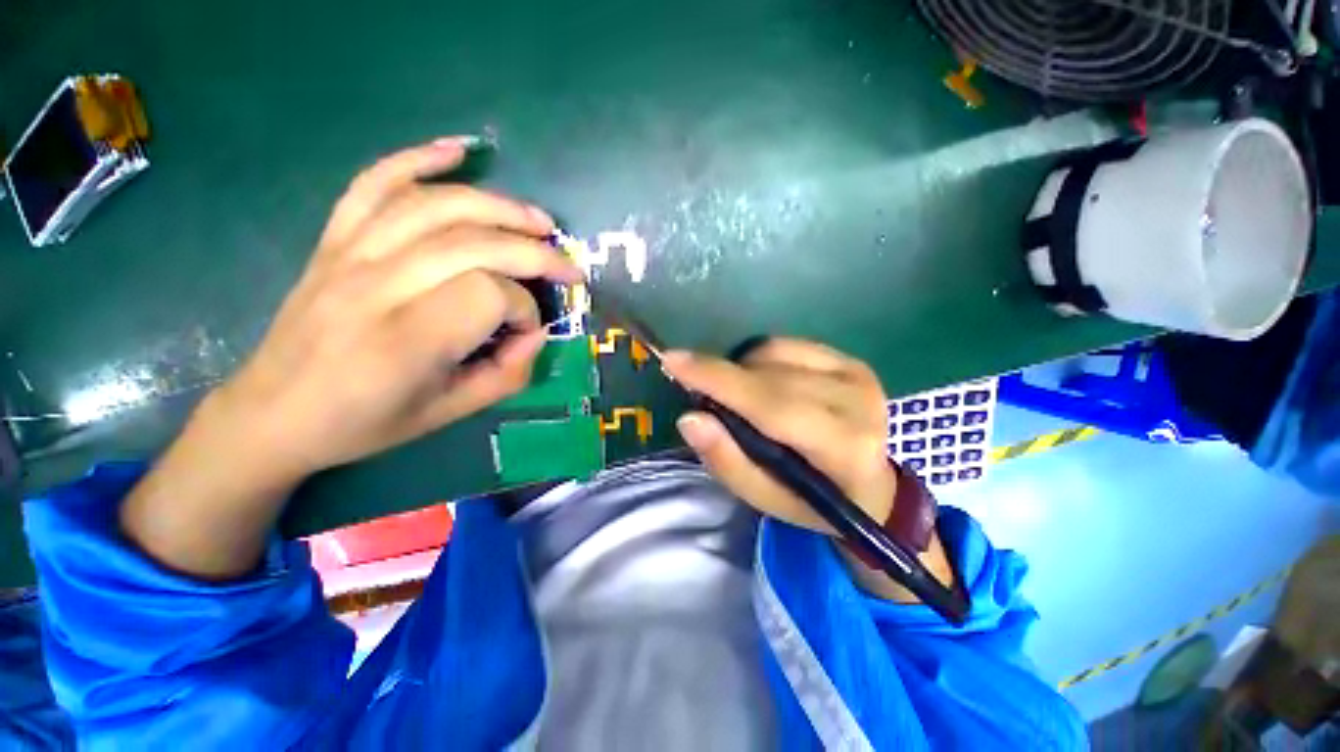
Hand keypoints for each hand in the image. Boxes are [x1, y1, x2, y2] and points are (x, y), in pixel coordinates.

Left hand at [122, 138, 580, 578]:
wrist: (275, 412)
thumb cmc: (367, 422)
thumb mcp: (450, 414)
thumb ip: (507, 374)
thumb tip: (536, 332)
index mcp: (406, 341)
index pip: (489, 295)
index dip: (525, 310)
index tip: (528, 332)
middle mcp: (376, 287)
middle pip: (473, 243)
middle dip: (535, 252)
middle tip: (569, 266)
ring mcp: (350, 254)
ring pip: (437, 206)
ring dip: (500, 207)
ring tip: (540, 222)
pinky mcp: (335, 240)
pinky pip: (374, 183)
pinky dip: (417, 158)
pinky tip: (459, 152)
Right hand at [661, 339, 896, 534]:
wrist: (871, 486)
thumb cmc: (813, 501)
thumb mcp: (765, 498)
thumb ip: (727, 461)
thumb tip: (690, 418)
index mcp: (843, 449)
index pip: (772, 405)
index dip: (719, 380)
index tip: (673, 361)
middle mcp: (857, 403)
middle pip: (769, 376)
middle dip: (723, 376)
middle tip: (698, 388)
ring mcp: (857, 375)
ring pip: (775, 353)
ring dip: (743, 370)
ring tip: (741, 397)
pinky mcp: (851, 360)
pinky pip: (788, 344)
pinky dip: (762, 359)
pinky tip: (764, 382)